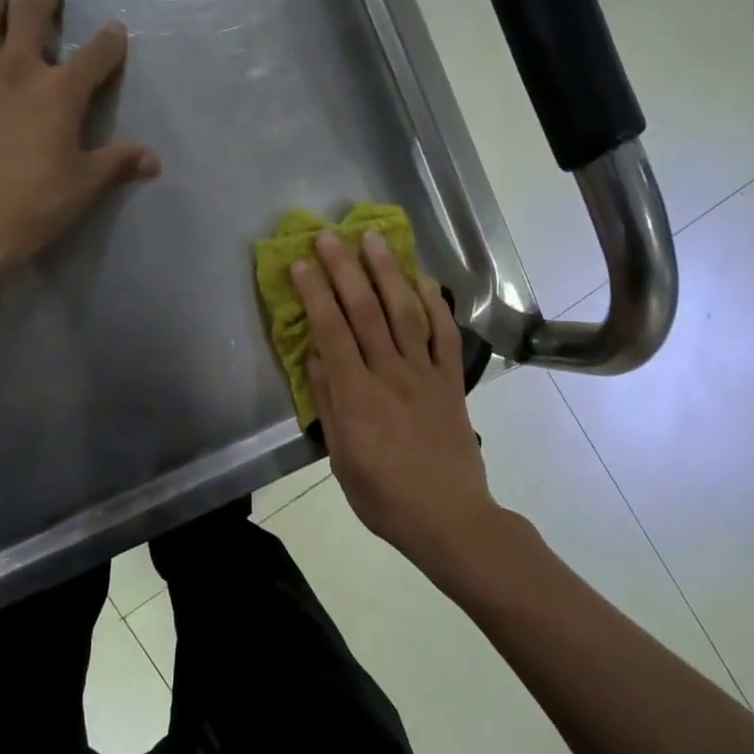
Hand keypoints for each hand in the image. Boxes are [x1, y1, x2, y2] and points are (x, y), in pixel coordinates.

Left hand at [0, 0, 160, 287]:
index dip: (109, 42)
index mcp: (60, 92)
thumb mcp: (86, 185)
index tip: (116, 30)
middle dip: (42, 0)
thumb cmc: (37, 203)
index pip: (94, 57)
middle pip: (29, 19)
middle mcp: (15, 73)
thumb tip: (153, 160)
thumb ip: (118, 164)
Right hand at [292, 230, 498, 579]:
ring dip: (387, 273)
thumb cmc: (384, 496)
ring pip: (404, 313)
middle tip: (329, 235)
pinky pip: (444, 335)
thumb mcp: (342, 459)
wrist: (449, 518)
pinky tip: (422, 280)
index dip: (315, 293)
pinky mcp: (451, 381)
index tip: (301, 262)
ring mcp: (426, 374)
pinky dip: (434, 304)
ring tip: (373, 239)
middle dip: (345, 269)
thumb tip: (314, 356)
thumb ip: (329, 404)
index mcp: (358, 396)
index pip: (331, 332)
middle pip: (365, 312)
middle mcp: (390, 374)